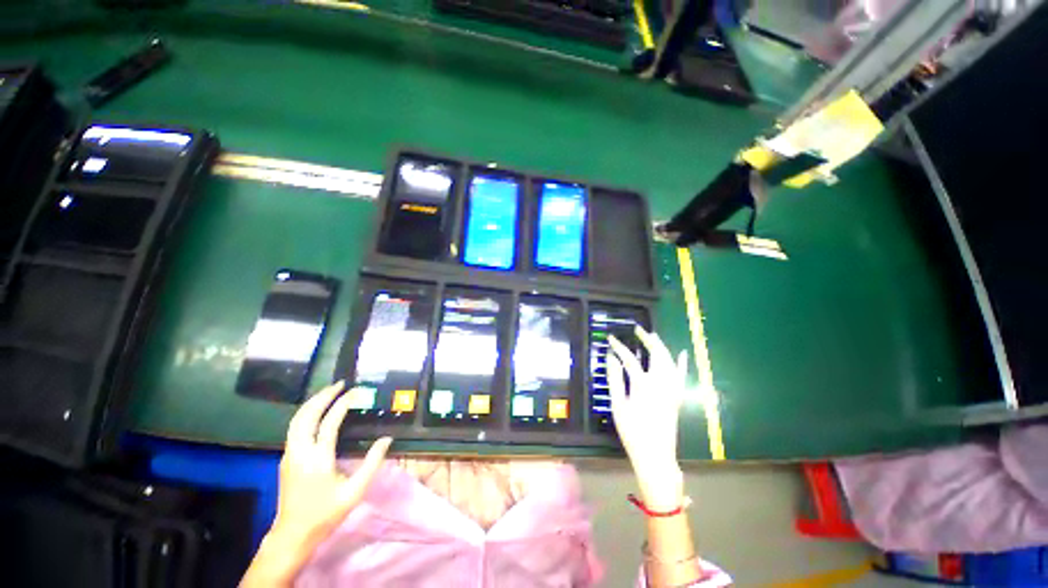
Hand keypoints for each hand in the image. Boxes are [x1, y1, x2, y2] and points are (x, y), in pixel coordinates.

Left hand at [271, 381, 391, 549]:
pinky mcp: (287, 458)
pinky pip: (295, 428)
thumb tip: (387, 439)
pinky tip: (317, 411)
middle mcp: (300, 452)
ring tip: (329, 392)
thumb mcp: (355, 491)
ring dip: (312, 403)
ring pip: (296, 420)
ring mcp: (290, 454)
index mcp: (317, 459)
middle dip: (322, 396)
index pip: (329, 423)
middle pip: (306, 415)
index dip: (342, 404)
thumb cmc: (326, 513)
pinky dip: (307, 413)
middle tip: (340, 384)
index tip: (355, 392)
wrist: (292, 534)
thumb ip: (372, 463)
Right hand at [608, 327, 688, 511]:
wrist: (656, 456)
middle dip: (647, 339)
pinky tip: (683, 354)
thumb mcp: (618, 406)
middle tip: (637, 329)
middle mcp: (661, 383)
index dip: (619, 347)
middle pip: (656, 354)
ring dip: (662, 347)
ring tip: (653, 336)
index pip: (629, 359)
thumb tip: (611, 358)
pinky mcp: (677, 398)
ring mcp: (672, 390)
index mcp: (643, 385)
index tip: (610, 339)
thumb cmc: (633, 432)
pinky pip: (681, 377)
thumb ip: (615, 380)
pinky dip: (682, 364)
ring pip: (670, 361)